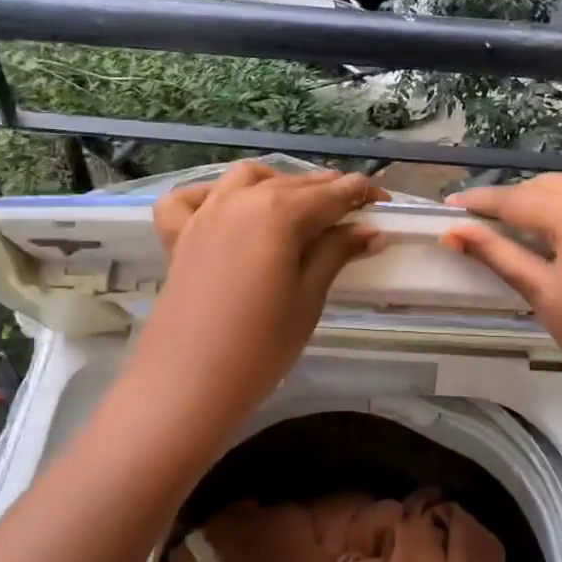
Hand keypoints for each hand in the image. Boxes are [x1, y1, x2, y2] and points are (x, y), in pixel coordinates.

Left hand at [130, 162, 385, 437]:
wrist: (189, 382)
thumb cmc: (261, 346)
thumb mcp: (308, 298)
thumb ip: (335, 253)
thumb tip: (369, 230)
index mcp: (278, 212)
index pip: (331, 193)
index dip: (361, 194)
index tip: (383, 203)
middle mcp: (240, 200)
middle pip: (292, 183)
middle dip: (326, 191)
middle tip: (353, 213)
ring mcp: (204, 214)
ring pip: (245, 179)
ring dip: (277, 184)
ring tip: (297, 208)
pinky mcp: (178, 236)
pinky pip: (190, 199)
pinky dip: (210, 195)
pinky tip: (225, 210)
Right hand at [440, 174, 561, 428]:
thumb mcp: (543, 293)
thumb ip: (497, 254)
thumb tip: (452, 233)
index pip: (516, 198)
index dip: (480, 202)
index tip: (449, 205)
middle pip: (546, 187)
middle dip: (512, 201)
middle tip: (479, 220)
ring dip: (544, 200)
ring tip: (514, 224)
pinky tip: (559, 226)